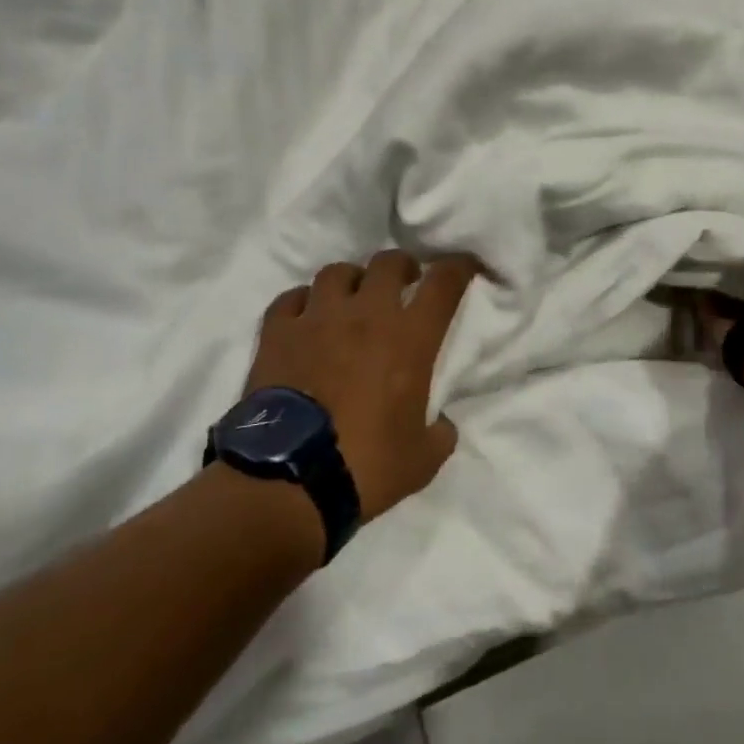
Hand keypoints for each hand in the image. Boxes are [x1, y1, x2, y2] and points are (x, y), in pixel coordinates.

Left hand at [249, 252, 477, 521]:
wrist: (290, 481)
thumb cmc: (366, 466)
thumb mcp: (422, 459)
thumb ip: (439, 432)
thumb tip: (441, 423)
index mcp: (410, 337)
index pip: (443, 282)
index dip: (459, 266)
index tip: (465, 266)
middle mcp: (366, 314)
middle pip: (388, 262)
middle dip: (402, 267)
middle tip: (404, 283)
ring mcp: (317, 318)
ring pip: (336, 272)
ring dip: (351, 281)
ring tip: (351, 300)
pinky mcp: (278, 332)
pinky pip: (290, 299)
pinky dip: (302, 303)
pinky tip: (305, 318)